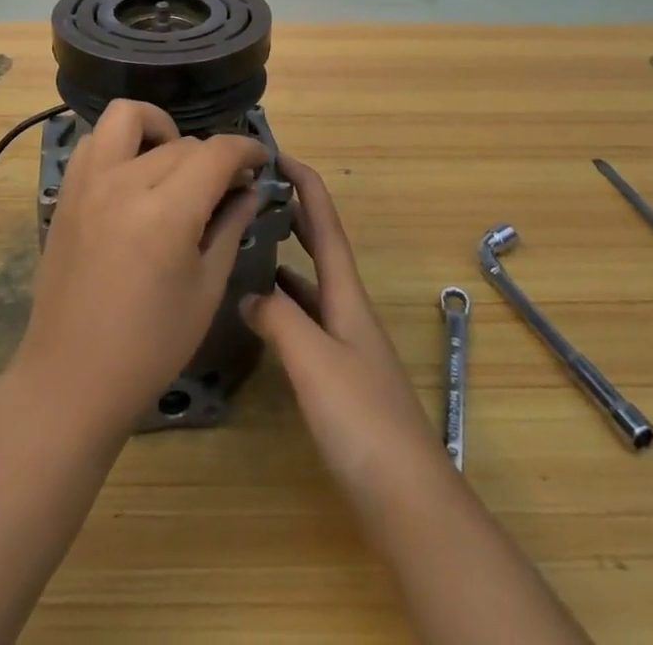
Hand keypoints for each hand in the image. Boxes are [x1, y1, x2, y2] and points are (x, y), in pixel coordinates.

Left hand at [13, 99, 266, 428]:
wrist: (70, 378)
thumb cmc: (149, 347)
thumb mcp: (205, 291)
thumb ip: (229, 229)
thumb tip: (249, 191)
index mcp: (166, 213)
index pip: (216, 153)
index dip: (246, 150)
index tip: (260, 161)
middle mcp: (124, 183)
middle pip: (181, 141)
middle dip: (213, 156)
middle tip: (225, 186)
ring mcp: (87, 183)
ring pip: (127, 118)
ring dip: (159, 129)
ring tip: (172, 165)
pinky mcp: (66, 192)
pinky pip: (94, 141)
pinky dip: (119, 143)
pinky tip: (134, 175)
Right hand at [242, 157, 441, 492]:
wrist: (407, 498)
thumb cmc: (362, 420)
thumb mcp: (313, 360)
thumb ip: (277, 319)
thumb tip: (249, 293)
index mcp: (347, 295)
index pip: (324, 224)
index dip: (305, 184)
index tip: (276, 154)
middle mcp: (348, 309)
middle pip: (320, 247)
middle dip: (293, 213)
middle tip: (254, 193)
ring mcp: (346, 343)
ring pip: (310, 284)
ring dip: (284, 257)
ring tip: (245, 244)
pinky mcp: (340, 375)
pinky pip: (306, 320)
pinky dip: (283, 305)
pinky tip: (261, 315)